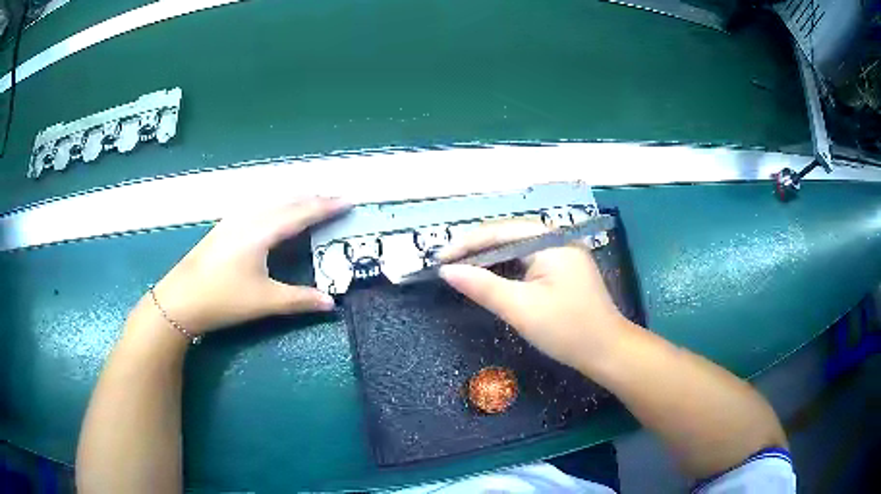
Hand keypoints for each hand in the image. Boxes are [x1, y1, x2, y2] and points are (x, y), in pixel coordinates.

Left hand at [149, 198, 348, 334]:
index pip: (301, 213)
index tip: (349, 201)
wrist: (180, 300)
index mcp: (262, 231)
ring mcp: (234, 220)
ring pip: (272, 202)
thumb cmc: (223, 298)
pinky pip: (259, 208)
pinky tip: (276, 215)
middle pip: (287, 201)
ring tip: (312, 205)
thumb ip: (300, 300)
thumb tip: (332, 304)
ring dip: (295, 201)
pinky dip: (278, 207)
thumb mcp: (264, 301)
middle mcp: (249, 218)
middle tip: (336, 201)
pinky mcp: (225, 228)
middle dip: (314, 199)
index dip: (327, 206)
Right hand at [438, 219, 627, 369]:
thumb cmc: (566, 329)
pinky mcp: (563, 269)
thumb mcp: (520, 308)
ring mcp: (562, 253)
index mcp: (550, 241)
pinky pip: (527, 261)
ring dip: (489, 259)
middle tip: (447, 266)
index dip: (466, 244)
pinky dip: (506, 269)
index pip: (500, 231)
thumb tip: (446, 271)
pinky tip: (490, 278)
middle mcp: (557, 239)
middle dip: (476, 249)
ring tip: (461, 270)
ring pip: (517, 248)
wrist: (607, 351)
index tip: (439, 260)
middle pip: (508, 236)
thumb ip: (482, 286)